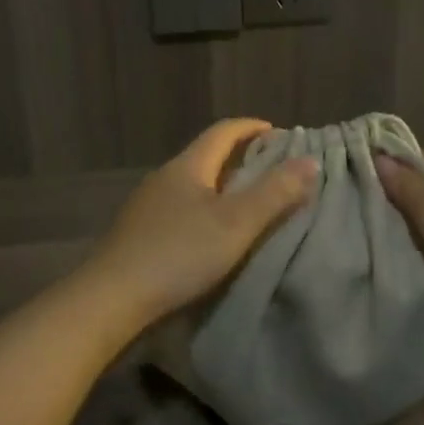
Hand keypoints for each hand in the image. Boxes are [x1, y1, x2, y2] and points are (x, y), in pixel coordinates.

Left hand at [84, 118, 317, 330]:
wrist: (113, 297)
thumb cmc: (179, 253)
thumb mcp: (236, 224)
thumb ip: (275, 193)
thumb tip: (310, 160)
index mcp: (188, 166)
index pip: (223, 131)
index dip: (252, 127)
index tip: (278, 133)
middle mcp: (165, 177)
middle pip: (207, 155)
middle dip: (240, 157)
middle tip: (272, 170)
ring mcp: (148, 204)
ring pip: (193, 183)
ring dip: (221, 185)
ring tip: (248, 203)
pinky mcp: (139, 231)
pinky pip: (180, 207)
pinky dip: (204, 208)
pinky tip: (211, 232)